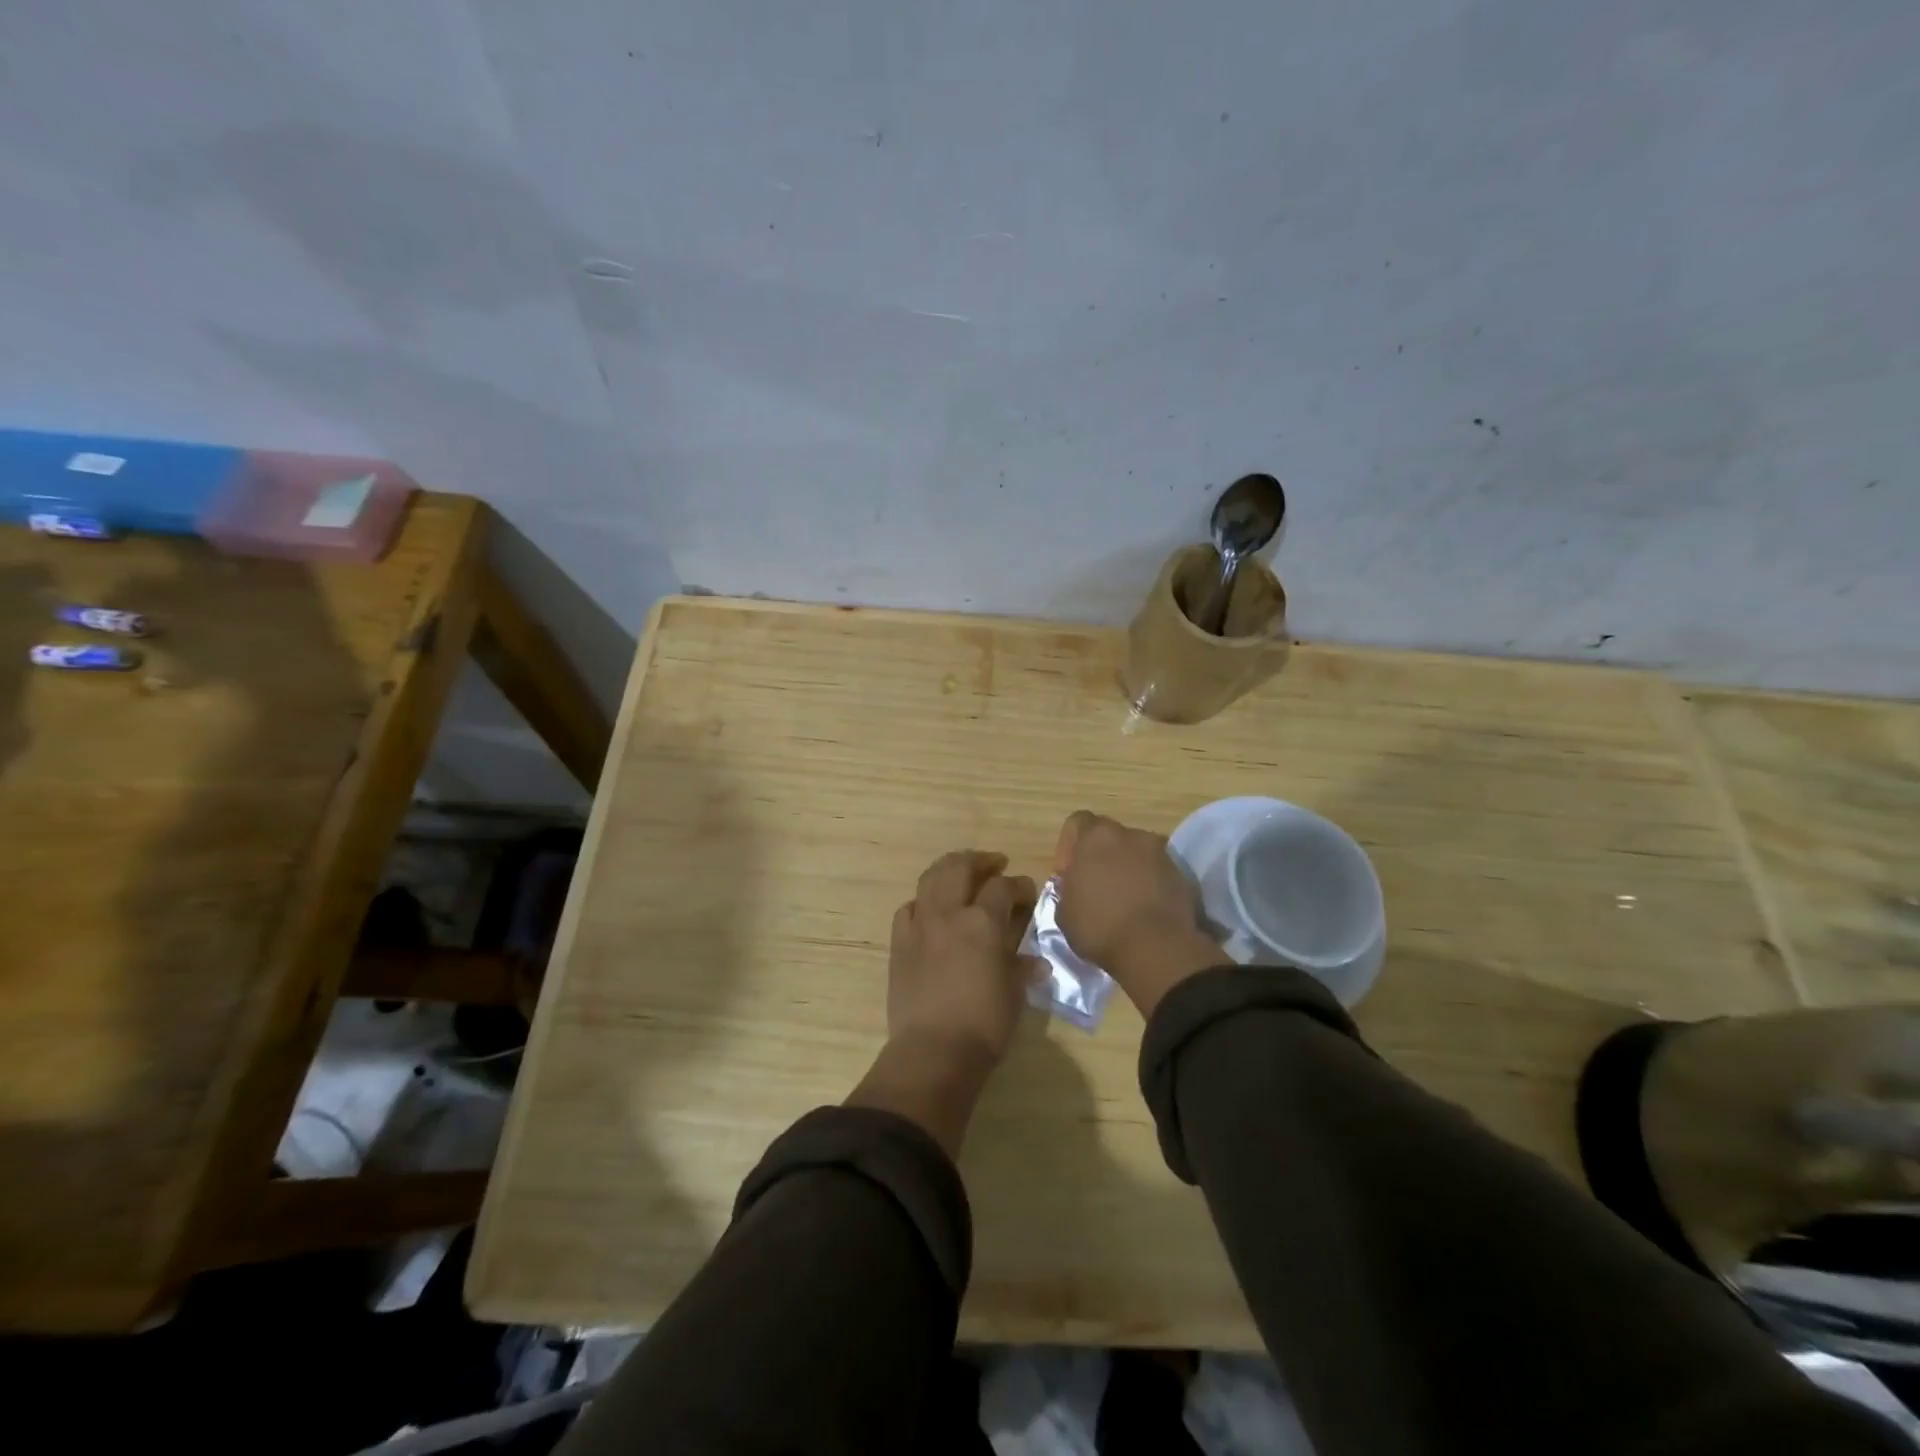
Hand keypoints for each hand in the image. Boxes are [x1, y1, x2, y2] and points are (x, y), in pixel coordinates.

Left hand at [885, 850, 1038, 1063]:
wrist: (933, 1052)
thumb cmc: (984, 1025)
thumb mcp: (1014, 994)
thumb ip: (1022, 968)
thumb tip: (1034, 962)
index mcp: (983, 922)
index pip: (1004, 887)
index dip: (1020, 886)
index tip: (1028, 894)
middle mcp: (948, 913)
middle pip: (960, 867)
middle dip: (980, 861)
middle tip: (994, 865)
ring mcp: (919, 925)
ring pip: (930, 879)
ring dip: (948, 870)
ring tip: (961, 875)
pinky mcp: (899, 943)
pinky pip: (908, 908)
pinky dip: (922, 902)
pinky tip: (931, 910)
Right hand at [1053, 811, 1224, 1016]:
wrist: (1157, 948)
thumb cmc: (1100, 926)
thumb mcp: (1064, 912)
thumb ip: (1068, 888)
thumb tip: (1077, 888)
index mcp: (1097, 837)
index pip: (1077, 822)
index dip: (1068, 847)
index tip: (1067, 875)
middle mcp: (1131, 835)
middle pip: (1109, 837)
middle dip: (1100, 857)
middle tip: (1094, 888)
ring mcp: (1160, 854)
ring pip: (1136, 854)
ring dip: (1126, 870)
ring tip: (1122, 901)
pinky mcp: (1181, 876)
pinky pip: (1156, 873)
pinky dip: (1148, 885)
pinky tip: (1142, 911)